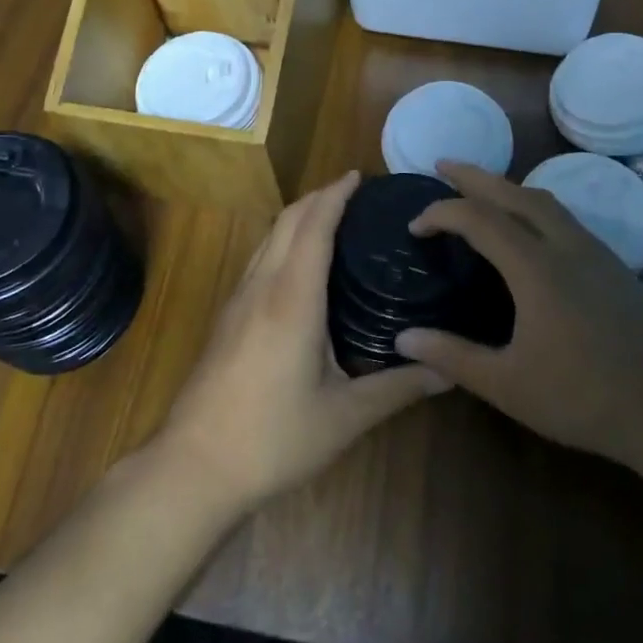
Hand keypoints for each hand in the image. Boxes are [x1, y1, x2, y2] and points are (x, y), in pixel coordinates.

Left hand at [157, 172, 451, 513]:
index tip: (359, 176)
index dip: (335, 195)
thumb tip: (448, 371)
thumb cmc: (273, 437)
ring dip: (298, 217)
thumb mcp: (344, 416)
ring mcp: (238, 300)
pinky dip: (283, 241)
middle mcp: (262, 286)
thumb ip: (397, 388)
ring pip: (268, 238)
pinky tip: (299, 266)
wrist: (194, 467)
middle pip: (287, 221)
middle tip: (354, 192)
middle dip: (318, 197)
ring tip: (331, 218)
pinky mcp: (227, 318)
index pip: (314, 226)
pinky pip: (259, 259)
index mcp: (293, 297)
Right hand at [395, 161, 642, 466]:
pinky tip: (529, 229)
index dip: (441, 213)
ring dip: (507, 187)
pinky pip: (564, 217)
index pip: (478, 219)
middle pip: (514, 192)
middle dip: (474, 175)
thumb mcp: (508, 385)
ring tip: (481, 191)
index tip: (415, 227)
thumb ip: (452, 357)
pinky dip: (533, 207)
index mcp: (536, 267)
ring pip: (544, 200)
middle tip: (442, 165)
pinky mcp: (613, 264)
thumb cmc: (583, 397)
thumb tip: (403, 339)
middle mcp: (565, 245)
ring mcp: (595, 251)